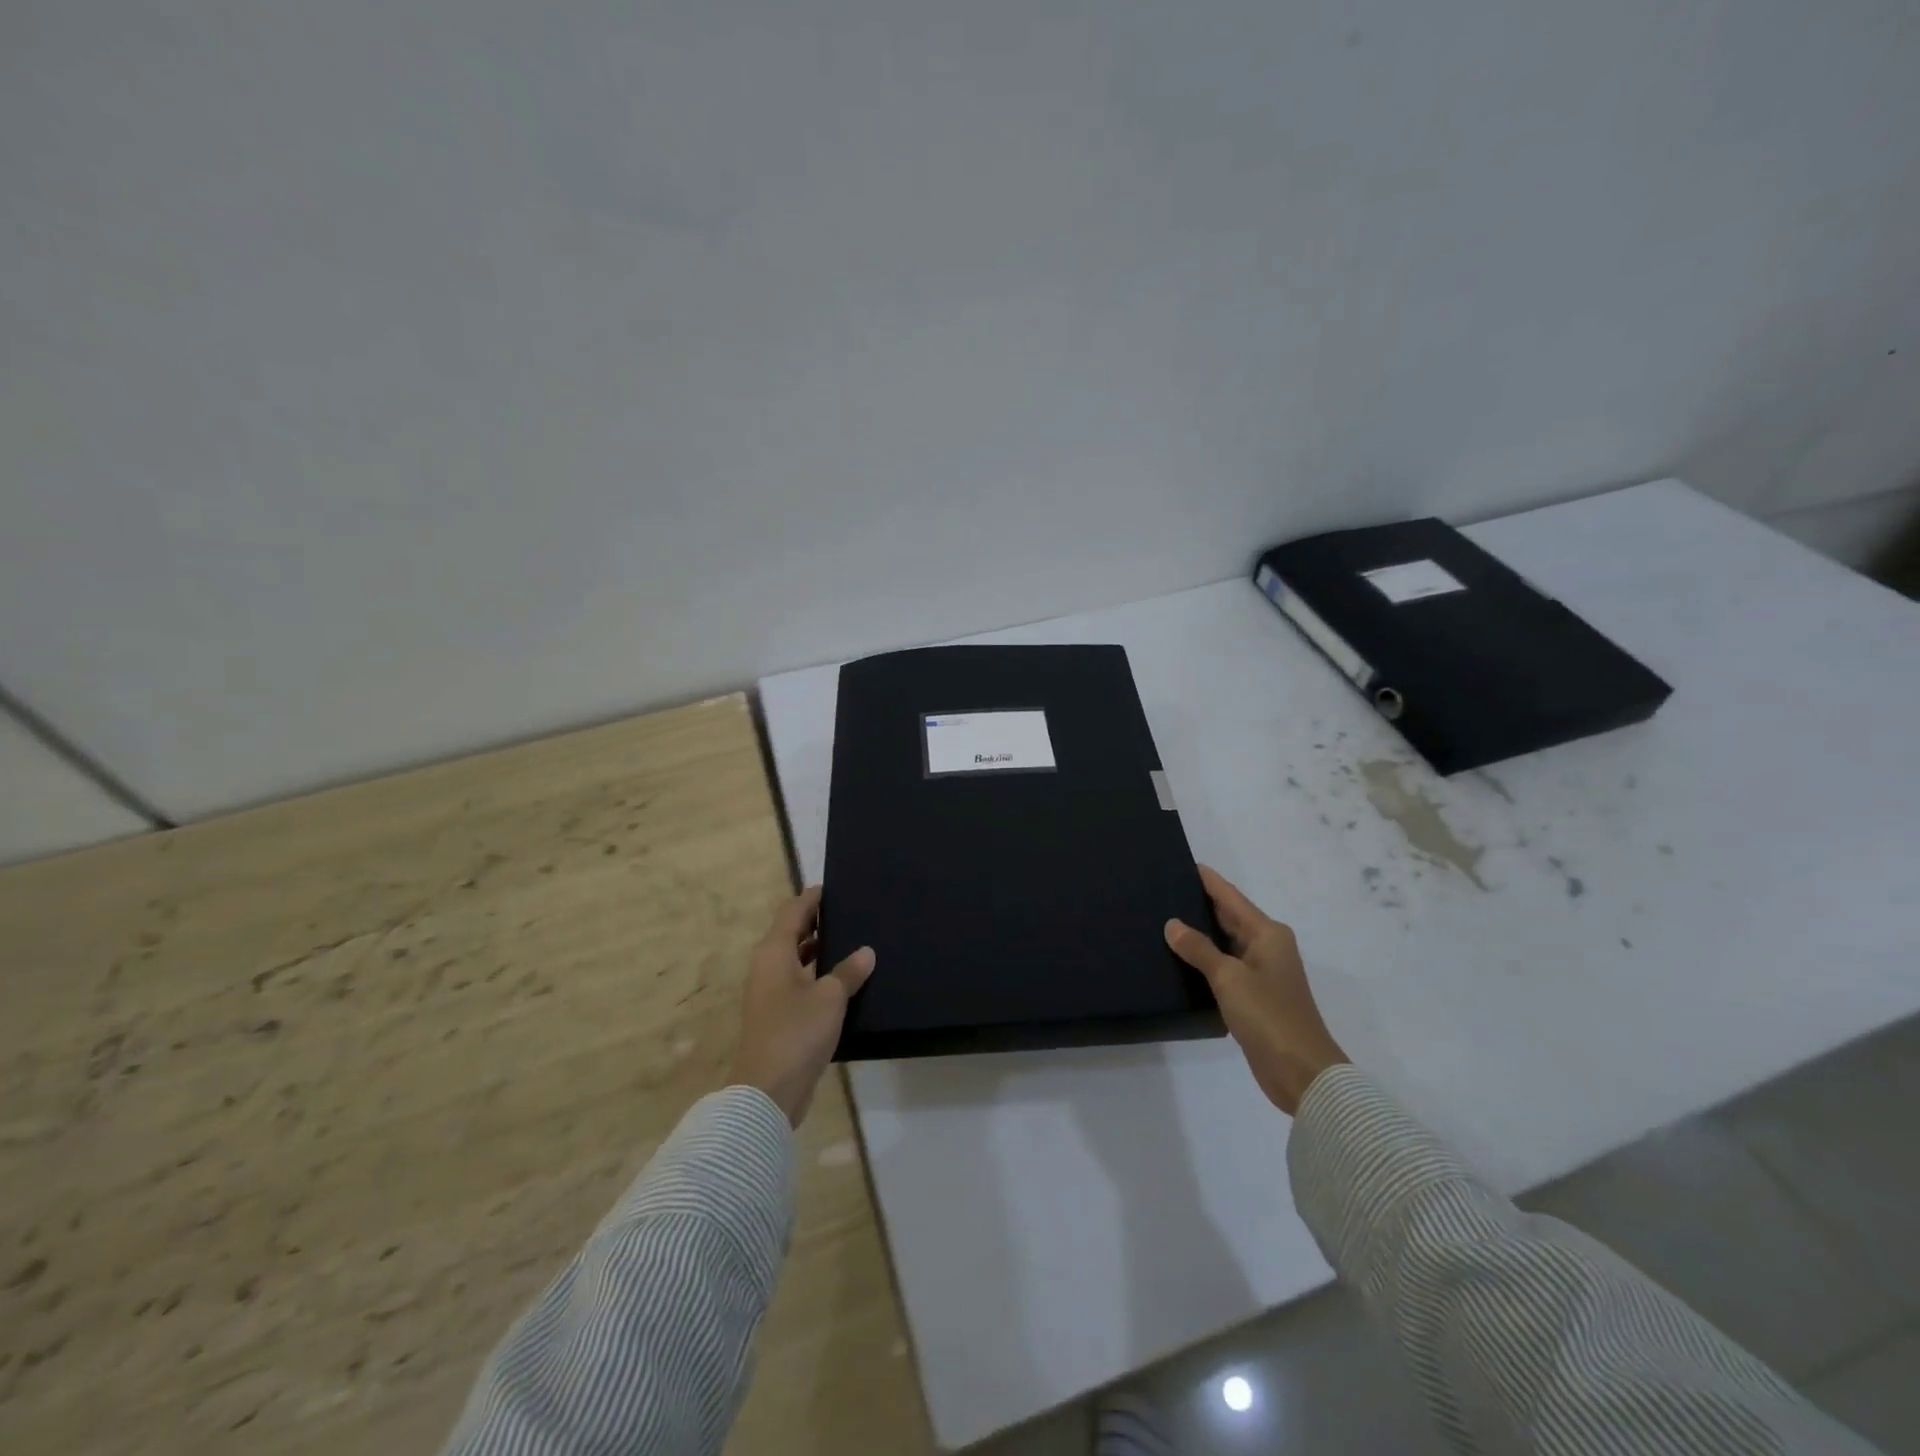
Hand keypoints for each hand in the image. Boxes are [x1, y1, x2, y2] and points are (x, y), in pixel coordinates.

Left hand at [728, 886, 875, 1126]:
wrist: (767, 1091)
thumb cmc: (796, 1032)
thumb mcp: (830, 997)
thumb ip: (849, 971)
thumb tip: (866, 951)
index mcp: (774, 952)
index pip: (793, 910)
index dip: (813, 897)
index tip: (837, 888)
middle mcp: (767, 966)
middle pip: (792, 932)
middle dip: (818, 921)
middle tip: (852, 912)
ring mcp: (770, 992)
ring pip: (796, 958)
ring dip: (819, 949)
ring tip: (853, 940)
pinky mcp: (777, 1015)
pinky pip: (799, 981)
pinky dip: (817, 973)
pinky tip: (844, 979)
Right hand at [1165, 865, 1348, 1115]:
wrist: (1302, 1073)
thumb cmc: (1269, 1016)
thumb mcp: (1229, 978)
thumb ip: (1199, 949)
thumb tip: (1172, 924)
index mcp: (1267, 934)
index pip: (1231, 897)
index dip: (1208, 880)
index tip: (1182, 862)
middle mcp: (1267, 947)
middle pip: (1229, 917)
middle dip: (1199, 904)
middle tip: (1162, 890)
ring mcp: (1261, 973)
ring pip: (1225, 943)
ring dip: (1199, 934)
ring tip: (1162, 920)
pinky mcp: (1254, 997)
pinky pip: (1224, 967)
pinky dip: (1204, 960)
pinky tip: (1179, 959)